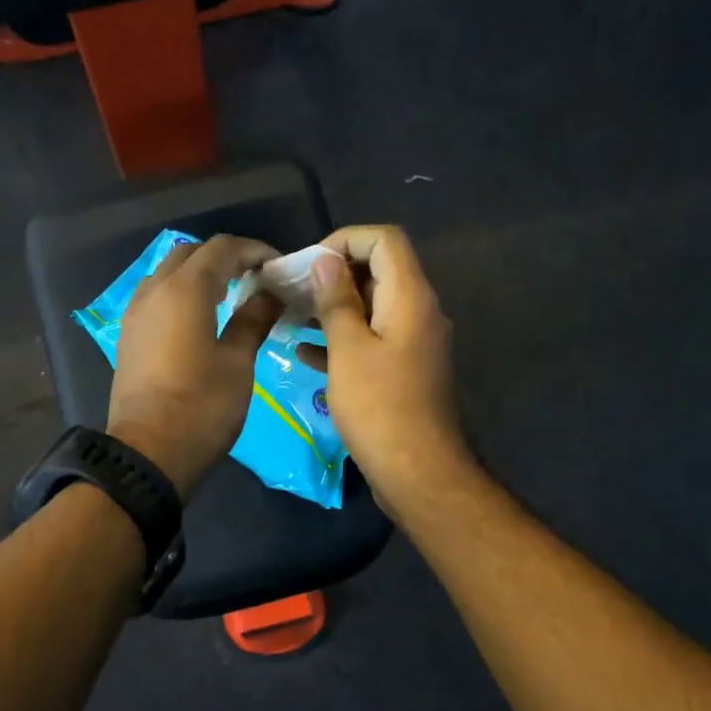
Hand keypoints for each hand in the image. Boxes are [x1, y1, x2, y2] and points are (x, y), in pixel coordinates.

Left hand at [108, 235, 281, 498]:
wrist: (148, 451)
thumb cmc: (201, 407)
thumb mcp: (237, 363)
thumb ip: (253, 320)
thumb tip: (271, 294)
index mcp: (185, 290)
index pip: (222, 248)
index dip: (254, 250)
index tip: (278, 267)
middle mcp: (155, 290)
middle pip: (192, 253)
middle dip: (225, 257)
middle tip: (256, 278)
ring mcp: (136, 311)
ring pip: (169, 271)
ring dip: (200, 273)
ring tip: (230, 294)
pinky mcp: (129, 334)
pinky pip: (156, 294)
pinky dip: (181, 292)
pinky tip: (200, 316)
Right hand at [308, 225, 470, 504]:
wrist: (416, 472)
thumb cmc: (379, 407)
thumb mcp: (348, 349)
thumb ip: (337, 301)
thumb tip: (326, 262)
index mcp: (410, 298)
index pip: (384, 240)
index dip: (346, 239)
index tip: (310, 264)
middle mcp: (419, 312)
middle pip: (379, 271)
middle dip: (334, 274)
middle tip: (293, 290)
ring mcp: (413, 343)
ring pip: (372, 308)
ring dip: (334, 307)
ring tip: (292, 316)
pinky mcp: (404, 371)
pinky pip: (372, 340)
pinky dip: (342, 339)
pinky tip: (305, 353)